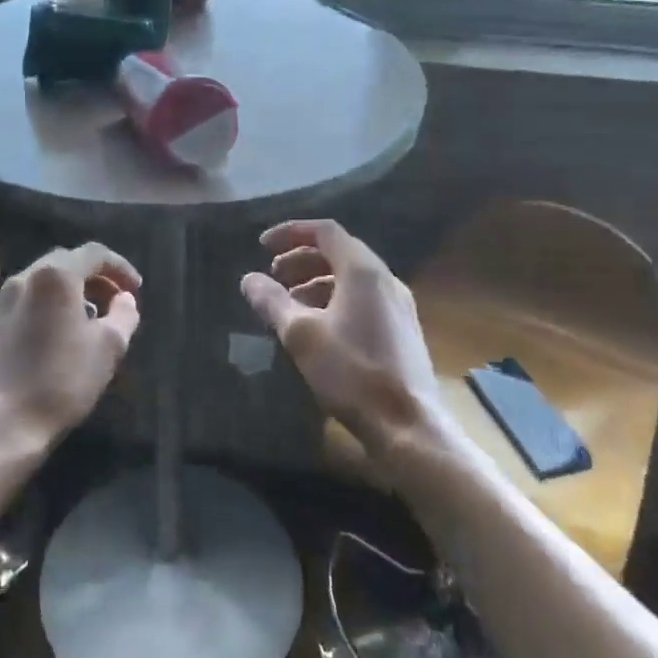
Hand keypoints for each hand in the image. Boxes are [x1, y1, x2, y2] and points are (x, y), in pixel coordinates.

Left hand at [0, 243, 141, 458]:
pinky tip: (56, 338)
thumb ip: (124, 314)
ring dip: (69, 293)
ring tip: (89, 320)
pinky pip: (24, 305)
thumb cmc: (63, 381)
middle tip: (115, 301)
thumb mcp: (109, 347)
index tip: (136, 289)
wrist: (2, 426)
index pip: (93, 254)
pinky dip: (46, 309)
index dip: (120, 267)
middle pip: (65, 263)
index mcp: (54, 277)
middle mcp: (22, 280)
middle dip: (94, 278)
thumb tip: (125, 298)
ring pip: (41, 284)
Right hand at [240, 219, 445, 462]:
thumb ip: (272, 302)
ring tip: (288, 304)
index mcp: (363, 271)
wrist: (408, 426)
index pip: (325, 231)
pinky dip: (334, 300)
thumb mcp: (301, 335)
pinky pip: (363, 300)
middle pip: (339, 253)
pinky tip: (317, 328)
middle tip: (272, 276)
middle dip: (301, 259)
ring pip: (351, 279)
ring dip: (316, 282)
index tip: (261, 245)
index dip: (290, 232)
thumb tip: (249, 279)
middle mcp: (386, 280)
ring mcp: (398, 306)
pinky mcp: (401, 330)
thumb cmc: (352, 372)